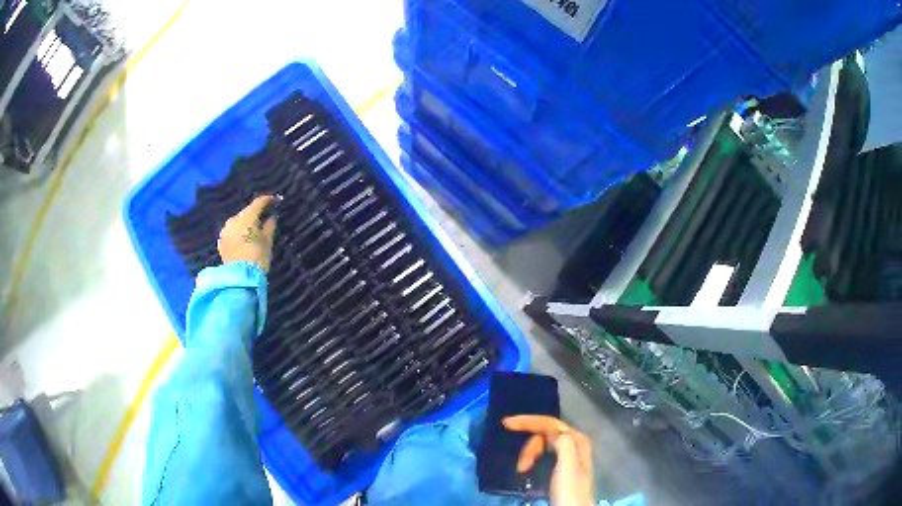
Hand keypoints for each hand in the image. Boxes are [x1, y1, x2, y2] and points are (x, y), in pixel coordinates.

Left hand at [218, 195, 277, 270]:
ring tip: (252, 231)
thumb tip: (271, 216)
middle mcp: (234, 219)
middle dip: (255, 214)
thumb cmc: (257, 257)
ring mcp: (225, 230)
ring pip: (238, 221)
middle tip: (264, 219)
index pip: (258, 202)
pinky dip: (238, 232)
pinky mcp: (221, 241)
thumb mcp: (268, 241)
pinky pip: (232, 231)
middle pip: (247, 211)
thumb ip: (269, 225)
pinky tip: (243, 239)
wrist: (240, 278)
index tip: (275, 200)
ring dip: (245, 223)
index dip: (268, 200)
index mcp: (247, 217)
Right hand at [503, 415, 594, 505]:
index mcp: (576, 440)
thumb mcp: (567, 466)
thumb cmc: (569, 490)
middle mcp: (573, 443)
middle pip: (544, 435)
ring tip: (522, 471)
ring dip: (528, 455)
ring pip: (541, 445)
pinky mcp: (560, 466)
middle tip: (520, 467)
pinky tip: (526, 467)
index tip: (506, 424)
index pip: (549, 423)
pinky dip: (531, 458)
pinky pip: (542, 454)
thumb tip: (553, 429)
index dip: (528, 421)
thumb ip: (563, 444)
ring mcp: (567, 455)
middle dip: (529, 448)